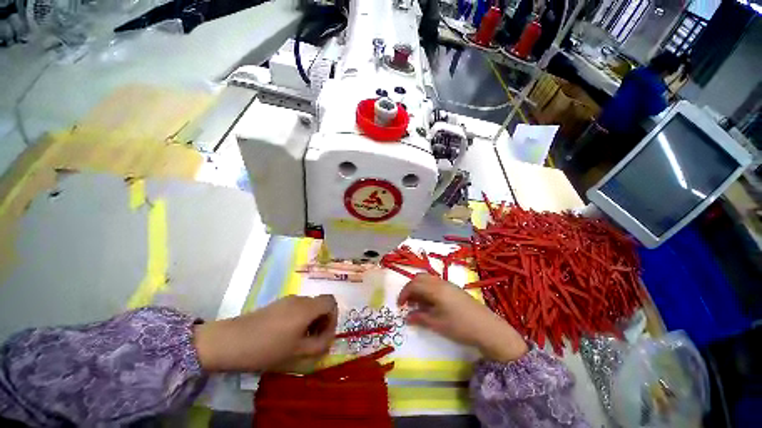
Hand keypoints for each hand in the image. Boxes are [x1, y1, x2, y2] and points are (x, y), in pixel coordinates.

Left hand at [193, 295, 337, 371]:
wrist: (230, 341)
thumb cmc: (267, 348)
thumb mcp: (297, 352)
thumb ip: (319, 345)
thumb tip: (328, 339)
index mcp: (307, 308)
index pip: (331, 302)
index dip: (333, 317)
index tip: (324, 335)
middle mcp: (300, 299)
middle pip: (320, 304)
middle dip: (321, 322)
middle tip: (312, 341)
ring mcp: (286, 300)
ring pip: (308, 307)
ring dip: (310, 322)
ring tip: (298, 341)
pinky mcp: (276, 304)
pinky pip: (296, 308)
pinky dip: (299, 319)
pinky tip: (285, 336)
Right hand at [398, 274, 527, 362]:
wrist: (487, 328)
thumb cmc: (460, 326)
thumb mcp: (437, 324)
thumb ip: (420, 318)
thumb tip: (407, 317)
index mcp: (435, 289)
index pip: (413, 285)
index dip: (404, 293)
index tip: (399, 306)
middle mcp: (440, 282)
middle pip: (419, 278)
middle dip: (410, 288)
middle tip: (408, 303)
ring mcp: (448, 284)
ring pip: (427, 279)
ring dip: (419, 288)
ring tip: (418, 304)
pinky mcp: (454, 288)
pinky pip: (435, 283)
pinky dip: (428, 289)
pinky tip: (430, 303)